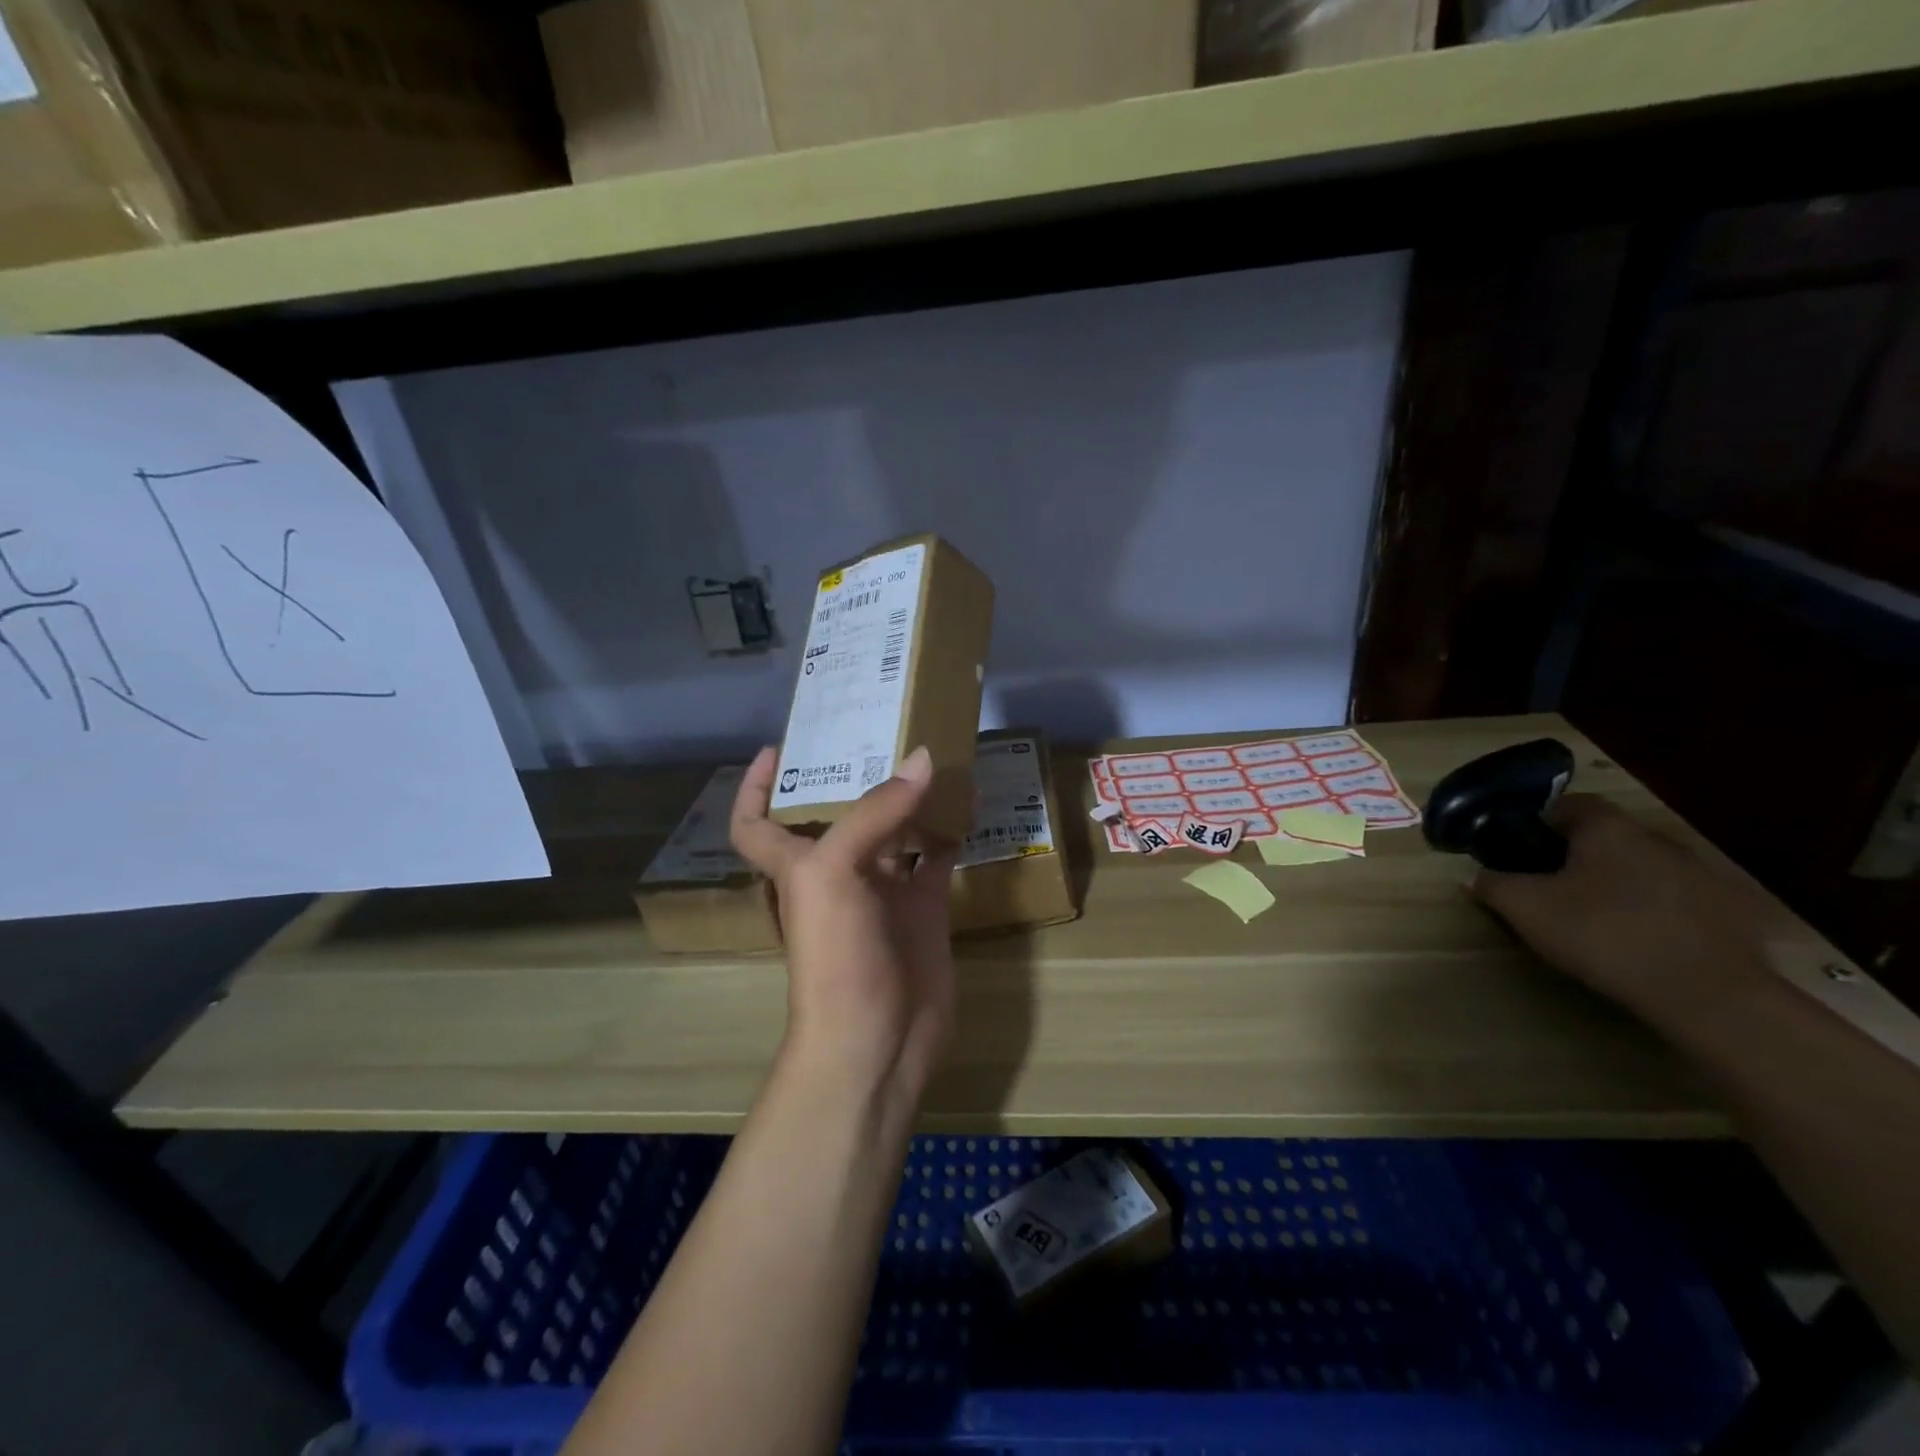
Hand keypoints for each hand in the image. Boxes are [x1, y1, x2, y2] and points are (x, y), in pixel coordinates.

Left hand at [730, 744, 961, 1108]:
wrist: (877, 1040)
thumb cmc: (836, 955)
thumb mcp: (835, 872)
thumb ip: (877, 812)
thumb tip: (924, 758)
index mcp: (799, 865)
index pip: (756, 823)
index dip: (756, 787)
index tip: (778, 749)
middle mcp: (838, 872)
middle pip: (839, 814)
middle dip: (855, 776)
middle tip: (883, 729)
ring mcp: (883, 892)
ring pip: (894, 831)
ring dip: (910, 798)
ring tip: (933, 753)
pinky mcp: (923, 908)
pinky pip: (935, 858)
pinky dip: (949, 832)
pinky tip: (967, 803)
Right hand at [1469, 794, 1771, 1028]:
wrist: (1709, 994)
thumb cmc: (1603, 934)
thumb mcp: (1526, 909)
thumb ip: (1493, 884)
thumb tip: (1475, 876)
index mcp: (1608, 828)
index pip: (1569, 804)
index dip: (1540, 821)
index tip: (1521, 848)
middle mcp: (1657, 839)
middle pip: (1607, 836)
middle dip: (1578, 854)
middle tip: (1551, 884)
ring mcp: (1702, 875)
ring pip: (1643, 867)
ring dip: (1619, 883)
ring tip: (1595, 916)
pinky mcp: (1731, 913)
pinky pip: (1677, 900)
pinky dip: (1655, 911)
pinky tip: (1640, 940)